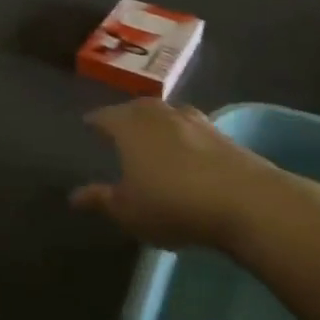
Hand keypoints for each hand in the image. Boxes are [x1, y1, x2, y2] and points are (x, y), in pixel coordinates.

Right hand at [72, 99, 291, 251]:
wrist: (245, 201)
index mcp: (128, 125)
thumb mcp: (128, 211)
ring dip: (157, 125)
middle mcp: (158, 113)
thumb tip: (74, 196)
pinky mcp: (222, 134)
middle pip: (135, 109)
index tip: (87, 126)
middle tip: (118, 130)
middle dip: (125, 118)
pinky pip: (191, 129)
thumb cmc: (172, 203)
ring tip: (152, 138)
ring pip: (166, 115)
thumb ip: (100, 200)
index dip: (94, 122)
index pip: (103, 116)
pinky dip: (183, 137)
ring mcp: (193, 119)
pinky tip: (186, 152)